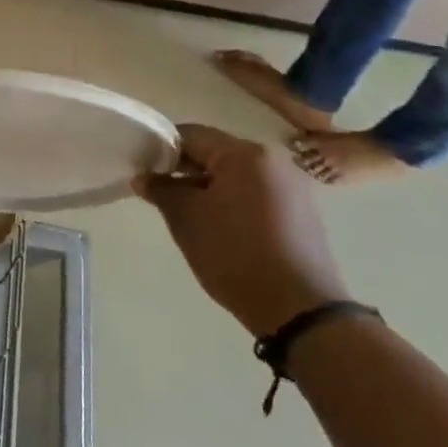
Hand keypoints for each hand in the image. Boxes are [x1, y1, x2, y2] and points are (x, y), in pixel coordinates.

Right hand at [134, 124, 349, 337]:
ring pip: (237, 175)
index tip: (145, 173)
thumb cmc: (235, 255)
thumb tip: (144, 177)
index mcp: (245, 153)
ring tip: (191, 216)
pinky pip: (257, 193)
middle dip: (186, 171)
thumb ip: (161, 190)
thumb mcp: (186, 220)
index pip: (191, 135)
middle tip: (162, 196)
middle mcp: (274, 160)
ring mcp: (293, 186)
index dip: (162, 151)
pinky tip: (223, 229)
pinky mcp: (303, 211)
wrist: (300, 310)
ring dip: (210, 187)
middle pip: (216, 152)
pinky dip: (234, 201)